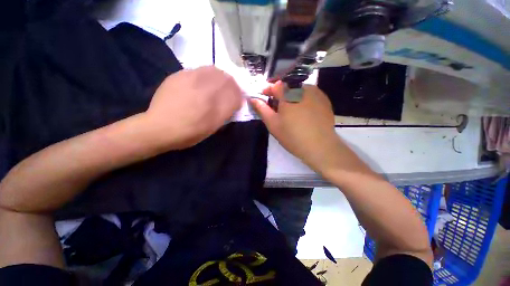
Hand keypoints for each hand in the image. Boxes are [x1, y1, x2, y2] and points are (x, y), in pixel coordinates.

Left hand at [144, 66, 241, 149]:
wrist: (159, 127)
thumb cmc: (189, 133)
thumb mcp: (213, 127)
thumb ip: (226, 113)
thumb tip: (234, 103)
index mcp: (215, 107)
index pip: (236, 95)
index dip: (239, 97)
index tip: (238, 100)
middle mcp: (206, 90)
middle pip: (228, 80)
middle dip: (233, 85)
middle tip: (230, 91)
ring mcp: (192, 79)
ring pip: (215, 71)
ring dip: (221, 77)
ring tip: (218, 85)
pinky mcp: (180, 75)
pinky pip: (200, 69)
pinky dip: (207, 74)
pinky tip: (202, 83)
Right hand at [249, 82, 346, 173]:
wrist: (320, 146)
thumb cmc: (293, 136)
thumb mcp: (273, 124)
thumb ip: (262, 109)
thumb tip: (253, 99)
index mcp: (288, 95)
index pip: (275, 85)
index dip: (268, 89)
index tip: (264, 96)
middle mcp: (303, 89)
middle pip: (288, 87)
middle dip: (280, 94)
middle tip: (278, 107)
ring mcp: (316, 93)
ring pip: (299, 90)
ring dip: (292, 96)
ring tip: (291, 110)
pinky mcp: (324, 100)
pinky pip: (310, 94)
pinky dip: (303, 99)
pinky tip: (304, 112)